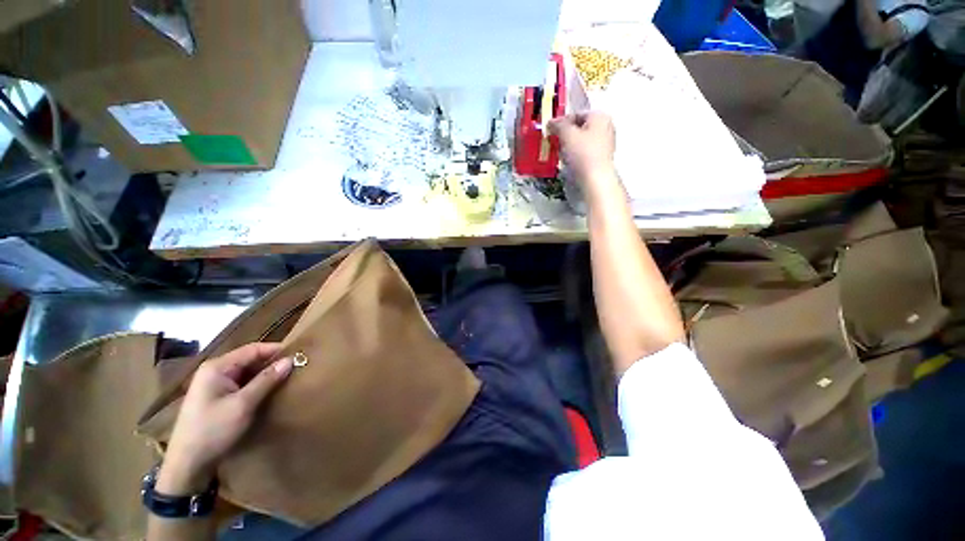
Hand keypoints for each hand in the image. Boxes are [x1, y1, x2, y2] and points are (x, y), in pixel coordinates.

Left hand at [157, 343, 293, 493]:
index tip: (299, 354)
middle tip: (296, 367)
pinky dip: (257, 384)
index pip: (253, 349)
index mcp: (217, 367)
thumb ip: (266, 380)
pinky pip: (241, 383)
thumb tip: (290, 360)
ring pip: (247, 372)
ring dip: (265, 374)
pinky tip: (269, 391)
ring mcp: (214, 384)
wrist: (187, 464)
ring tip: (287, 378)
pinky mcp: (216, 396)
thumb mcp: (243, 405)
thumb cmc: (213, 430)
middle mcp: (214, 371)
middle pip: (250, 359)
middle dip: (272, 363)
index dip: (277, 350)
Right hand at [548, 111, 616, 185]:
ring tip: (560, 154)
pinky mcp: (601, 158)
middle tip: (554, 142)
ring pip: (582, 141)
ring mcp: (605, 144)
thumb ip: (559, 125)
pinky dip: (576, 155)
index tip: (551, 131)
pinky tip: (569, 162)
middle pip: (580, 128)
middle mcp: (606, 127)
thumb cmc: (582, 153)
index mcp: (600, 116)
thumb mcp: (567, 135)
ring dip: (569, 146)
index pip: (576, 114)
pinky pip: (585, 152)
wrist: (595, 179)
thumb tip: (552, 122)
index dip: (562, 122)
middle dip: (566, 135)